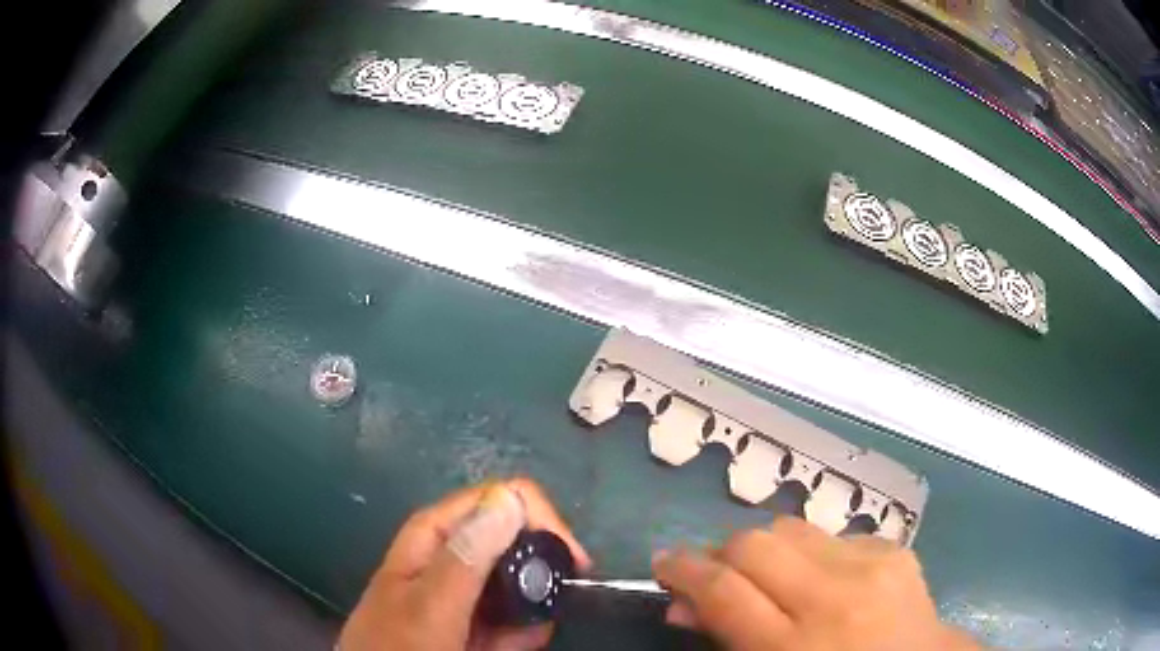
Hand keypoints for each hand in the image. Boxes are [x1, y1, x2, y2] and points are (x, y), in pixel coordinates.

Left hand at [338, 479, 591, 650]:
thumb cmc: (401, 646)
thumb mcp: (432, 606)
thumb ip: (467, 557)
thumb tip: (511, 498)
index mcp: (437, 533)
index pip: (502, 499)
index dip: (542, 522)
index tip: (570, 561)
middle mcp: (454, 552)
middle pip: (518, 541)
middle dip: (538, 578)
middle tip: (540, 612)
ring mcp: (466, 588)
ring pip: (523, 583)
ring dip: (529, 614)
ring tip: (505, 642)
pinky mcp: (476, 616)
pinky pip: (516, 614)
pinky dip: (520, 635)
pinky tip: (502, 648)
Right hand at [652, 517, 977, 650]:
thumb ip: (726, 641)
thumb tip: (686, 604)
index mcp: (796, 646)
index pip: (723, 590)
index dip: (684, 570)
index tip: (665, 564)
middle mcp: (834, 597)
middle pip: (755, 544)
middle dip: (722, 553)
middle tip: (714, 574)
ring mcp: (872, 566)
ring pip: (792, 528)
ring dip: (766, 549)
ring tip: (766, 575)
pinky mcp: (895, 550)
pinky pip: (832, 537)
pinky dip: (812, 554)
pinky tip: (821, 580)